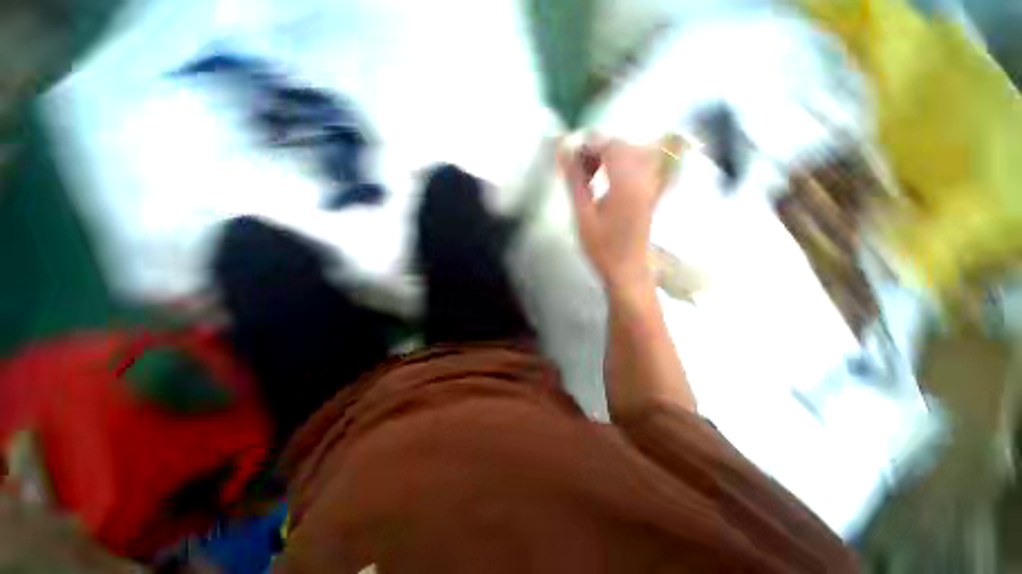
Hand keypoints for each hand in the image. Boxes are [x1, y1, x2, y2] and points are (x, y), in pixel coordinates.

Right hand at [560, 139, 664, 296]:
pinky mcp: (651, 193)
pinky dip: (622, 165)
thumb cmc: (602, 247)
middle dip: (598, 149)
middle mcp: (644, 177)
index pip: (611, 146)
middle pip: (624, 146)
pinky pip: (640, 165)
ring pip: (633, 153)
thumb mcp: (583, 215)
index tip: (570, 154)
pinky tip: (607, 179)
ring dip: (610, 156)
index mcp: (627, 182)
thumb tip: (563, 153)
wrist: (627, 270)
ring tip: (590, 172)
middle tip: (578, 166)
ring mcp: (651, 185)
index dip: (589, 144)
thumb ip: (575, 181)